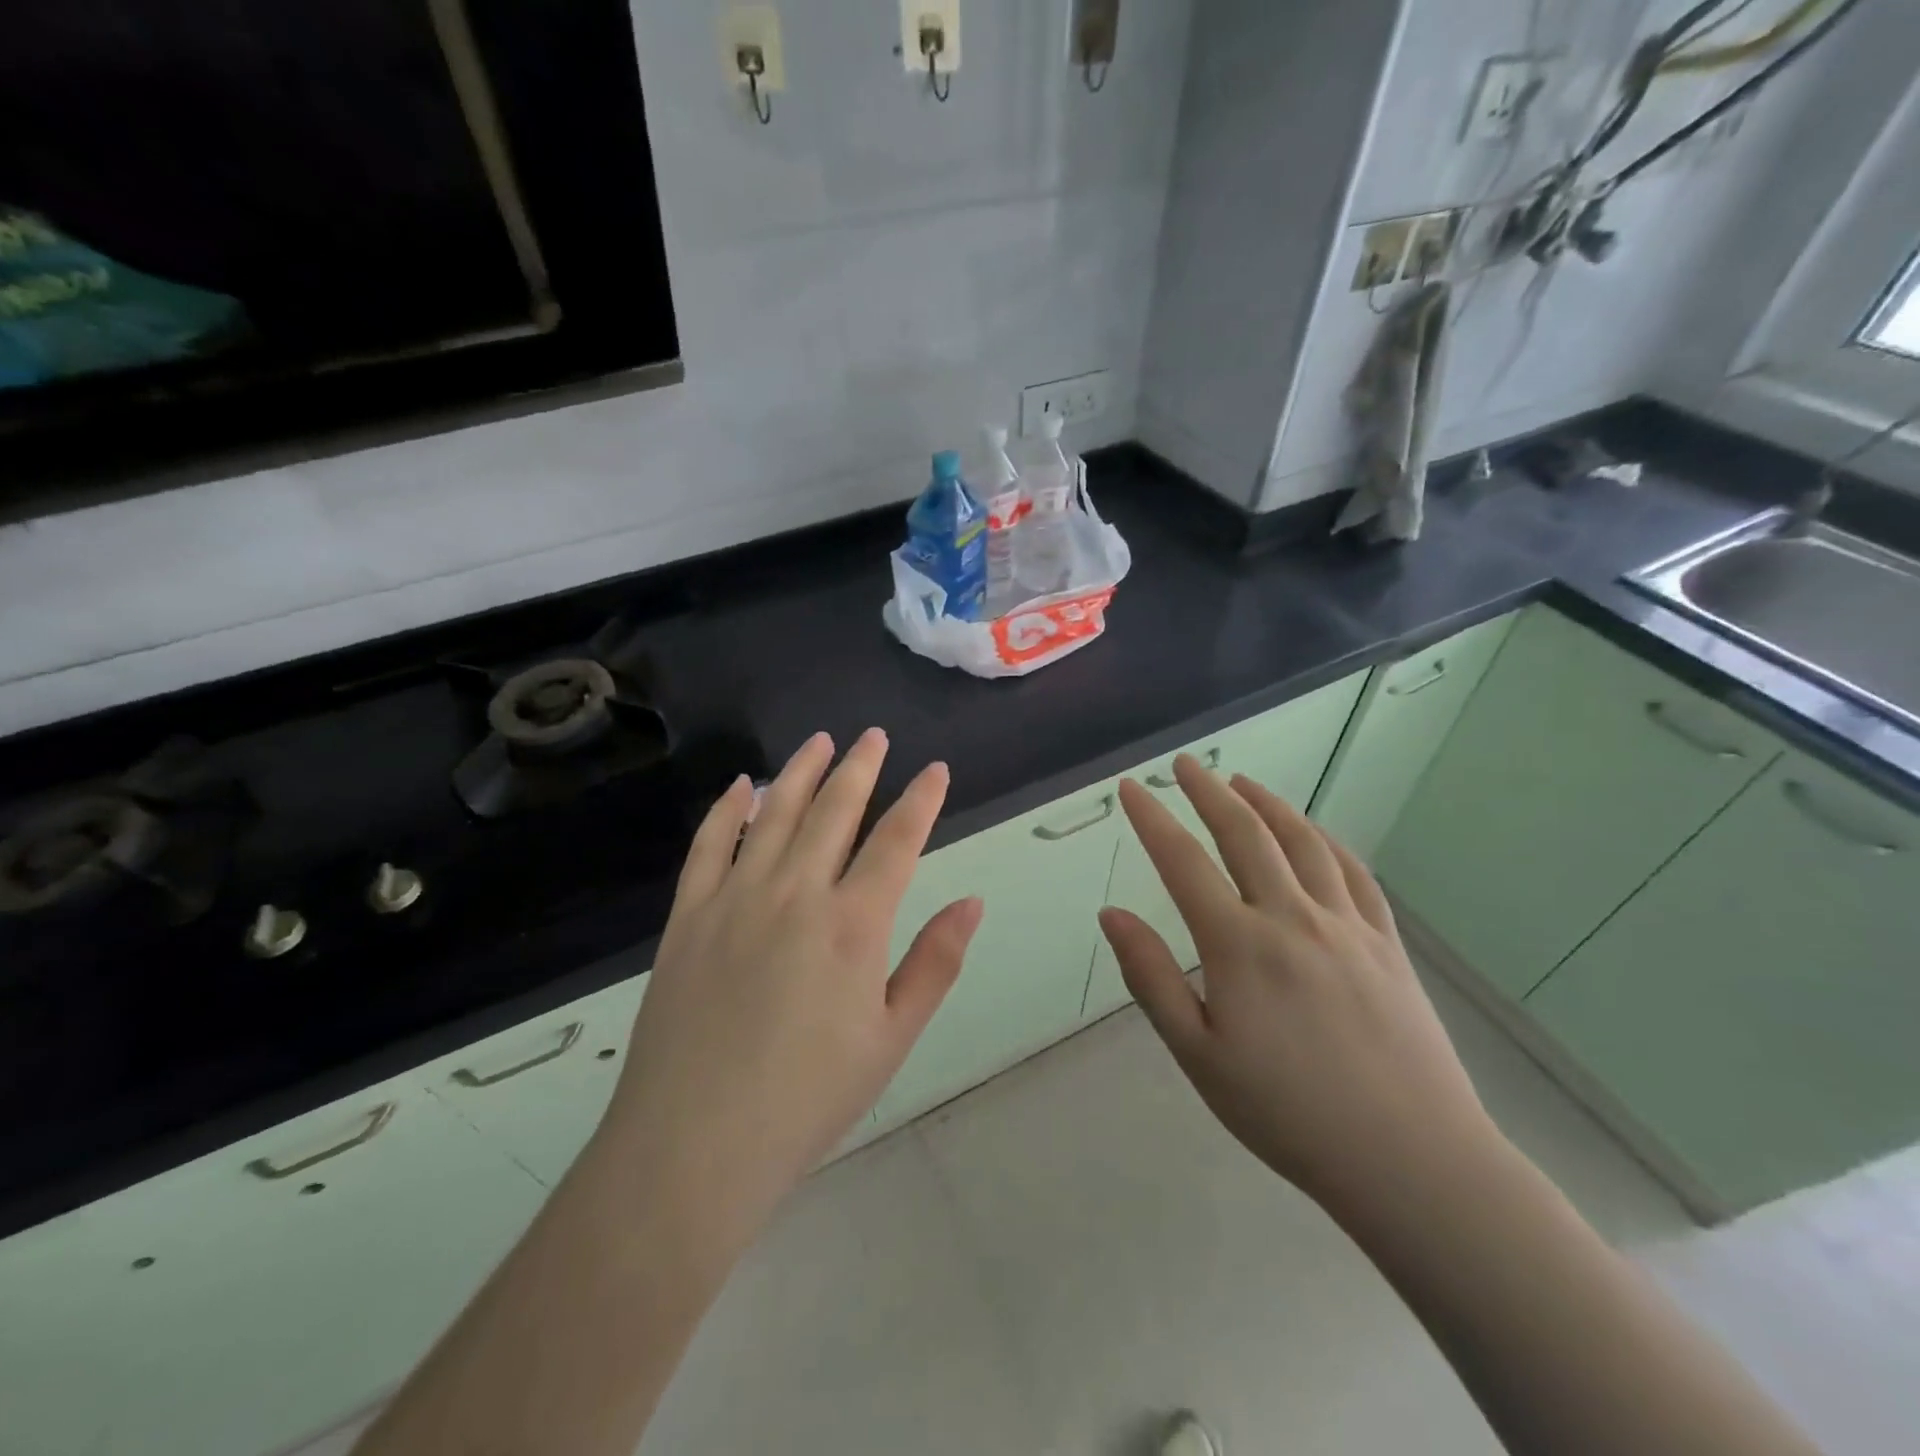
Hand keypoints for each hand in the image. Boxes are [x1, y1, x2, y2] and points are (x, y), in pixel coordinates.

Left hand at [599, 728, 981, 1239]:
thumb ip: (934, 962)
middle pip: (834, 811)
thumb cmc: (808, 1098)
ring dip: (801, 772)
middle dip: (861, 768)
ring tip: (821, 741)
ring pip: (774, 814)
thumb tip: (971, 901)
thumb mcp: (891, 1038)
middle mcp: (796, 893)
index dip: (921, 800)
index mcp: (853, 924)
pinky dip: (727, 809)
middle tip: (874, 735)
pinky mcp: (688, 916)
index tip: (936, 771)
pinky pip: (708, 845)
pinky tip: (743, 784)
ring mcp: (735, 898)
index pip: (897, 840)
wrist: (693, 1144)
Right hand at [1099, 755, 1499, 1220]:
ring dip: (1267, 804)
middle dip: (1209, 791)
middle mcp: (1291, 917)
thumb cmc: (1286, 1112)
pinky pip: (1353, 873)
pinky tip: (1313, 833)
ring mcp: (1346, 925)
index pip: (1182, 861)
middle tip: (1186, 764)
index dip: (1151, 818)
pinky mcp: (1386, 943)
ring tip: (1242, 782)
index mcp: (1238, 944)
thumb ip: (1150, 977)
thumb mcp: (1198, 1055)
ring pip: (1302, 842)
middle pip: (1245, 833)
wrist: (1410, 1159)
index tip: (1131, 787)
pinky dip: (1325, 840)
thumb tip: (1111, 913)